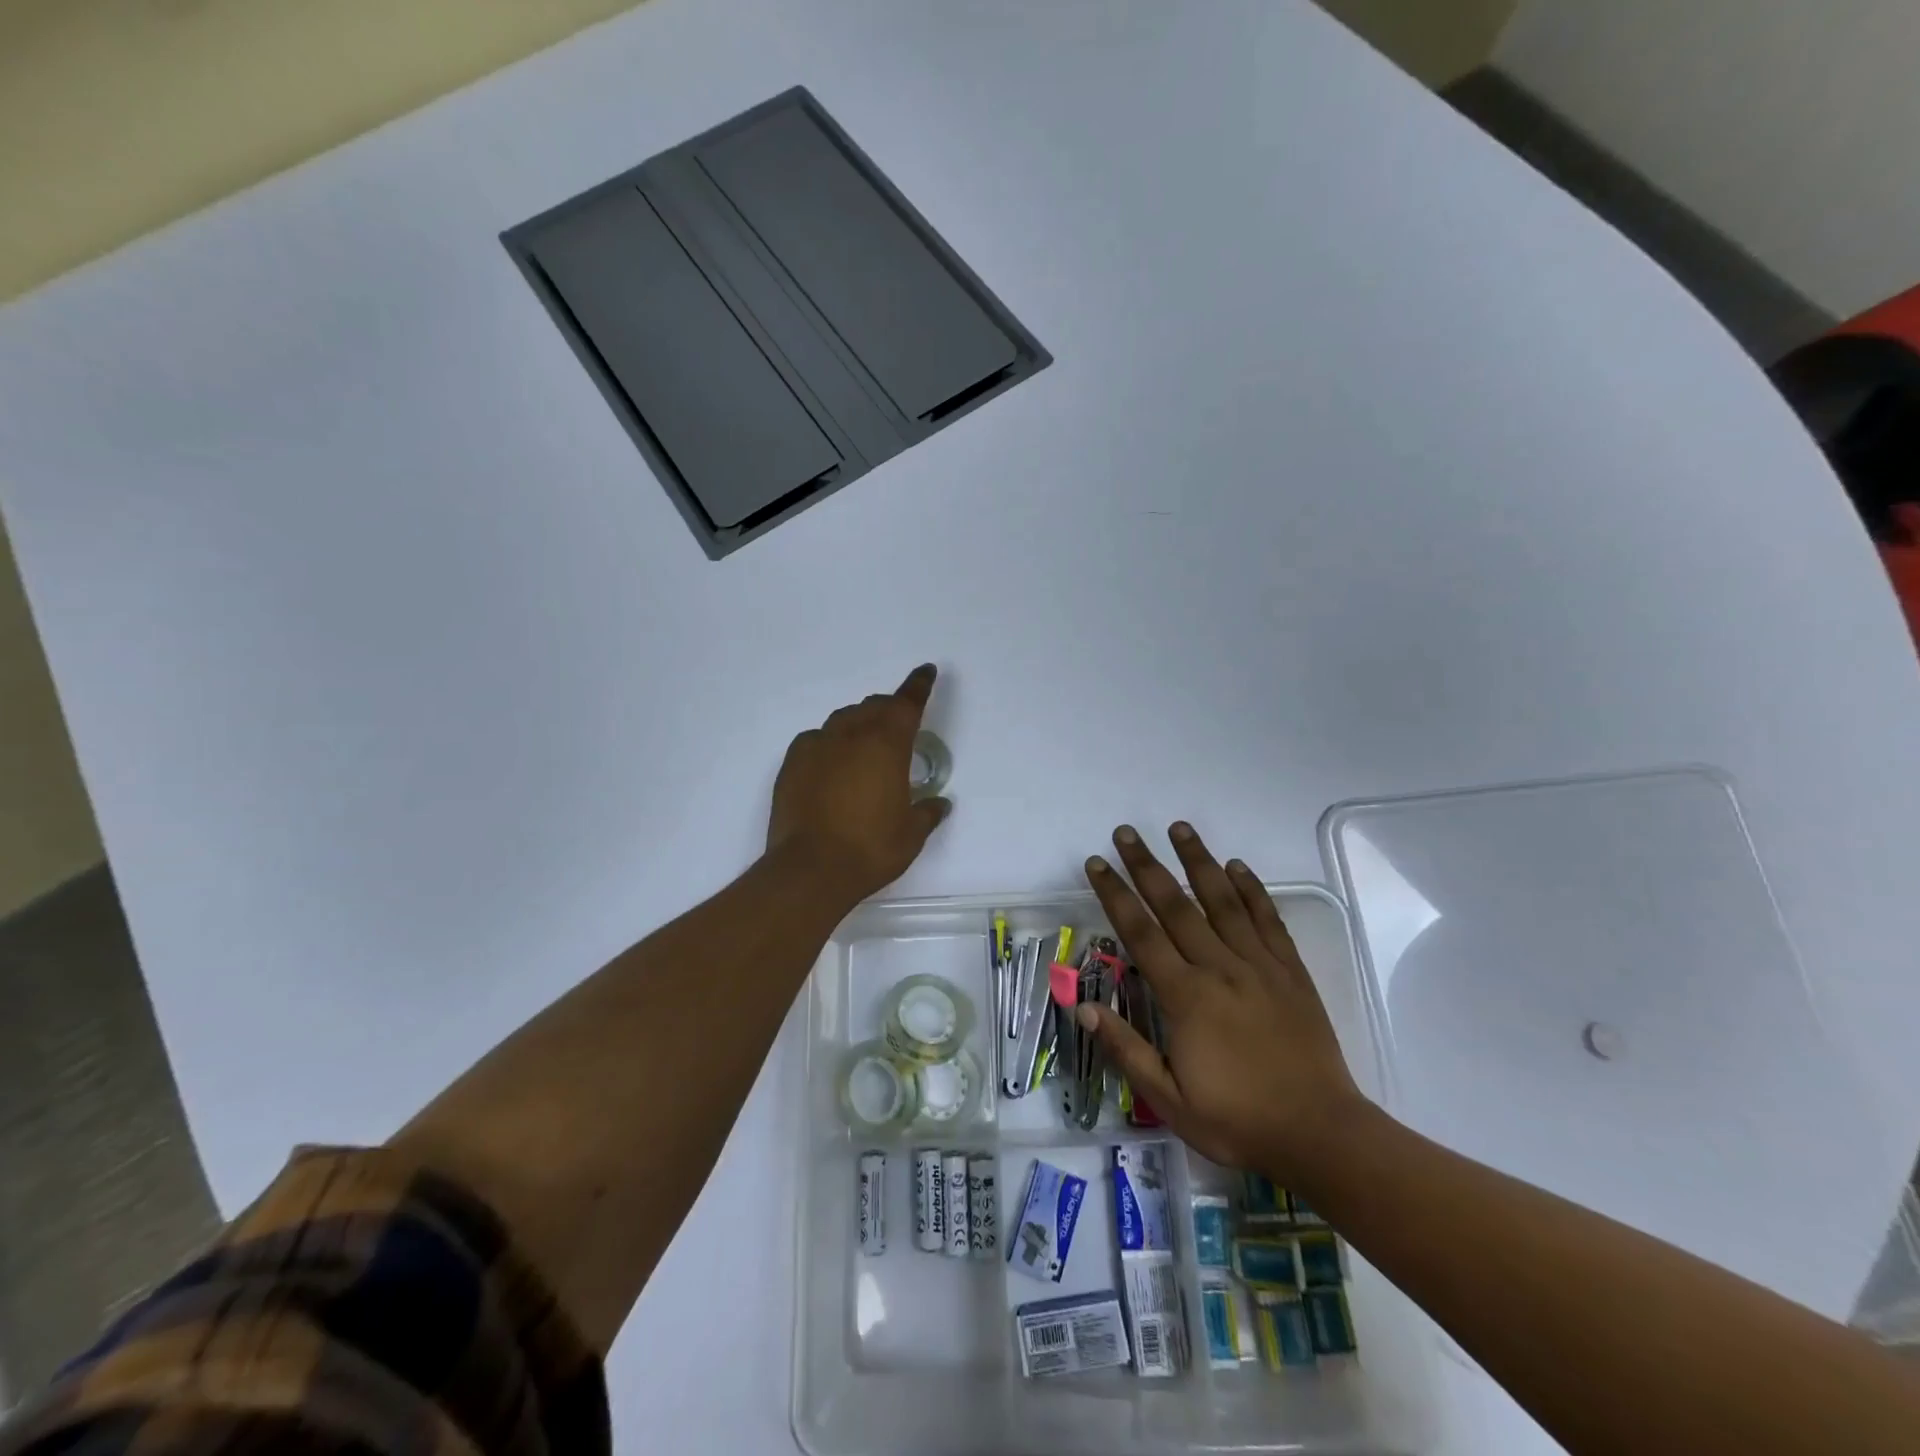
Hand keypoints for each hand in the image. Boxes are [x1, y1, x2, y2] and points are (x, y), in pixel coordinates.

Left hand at [767, 664, 951, 903]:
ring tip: (864, 746)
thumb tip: (939, 804)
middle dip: (889, 709)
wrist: (810, 870)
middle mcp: (851, 735)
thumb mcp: (911, 834)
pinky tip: (831, 763)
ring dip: (859, 724)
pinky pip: (816, 740)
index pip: (906, 703)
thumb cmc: (870, 849)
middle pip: (873, 707)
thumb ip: (927, 812)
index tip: (926, 671)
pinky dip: (829, 743)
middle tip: (898, 724)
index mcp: (886, 744)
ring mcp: (816, 746)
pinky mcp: (792, 763)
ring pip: (843, 720)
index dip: (918, 685)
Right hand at [1080, 822, 1366, 1177]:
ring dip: (1199, 861)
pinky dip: (1252, 890)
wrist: (1321, 1134)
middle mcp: (1219, 968)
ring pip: (1222, 901)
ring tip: (1180, 828)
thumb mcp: (1169, 1099)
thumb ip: (1126, 1050)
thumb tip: (1084, 1008)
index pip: (1140, 933)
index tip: (1096, 864)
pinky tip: (1238, 867)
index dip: (1114, 895)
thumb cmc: (1238, 1121)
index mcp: (1185, 996)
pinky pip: (1268, 921)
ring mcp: (1259, 965)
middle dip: (1146, 865)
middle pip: (1176, 905)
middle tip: (1126, 832)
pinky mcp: (1291, 972)